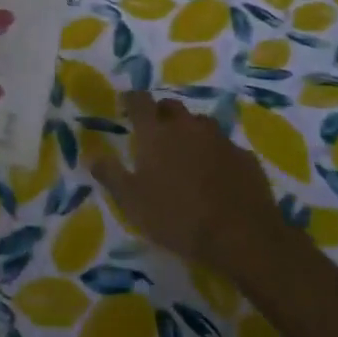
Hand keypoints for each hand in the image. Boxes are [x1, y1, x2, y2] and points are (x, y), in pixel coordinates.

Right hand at [90, 92, 290, 277]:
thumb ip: (111, 175)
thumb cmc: (178, 218)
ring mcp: (220, 140)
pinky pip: (225, 147)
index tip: (126, 104)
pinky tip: (217, 175)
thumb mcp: (132, 203)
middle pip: (171, 106)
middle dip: (161, 113)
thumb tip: (91, 155)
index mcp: (156, 133)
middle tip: (156, 130)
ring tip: (187, 152)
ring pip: (200, 124)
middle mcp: (187, 127)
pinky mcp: (245, 157)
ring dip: (190, 131)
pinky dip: (216, 154)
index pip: (139, 101)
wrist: (243, 237)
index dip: (131, 99)